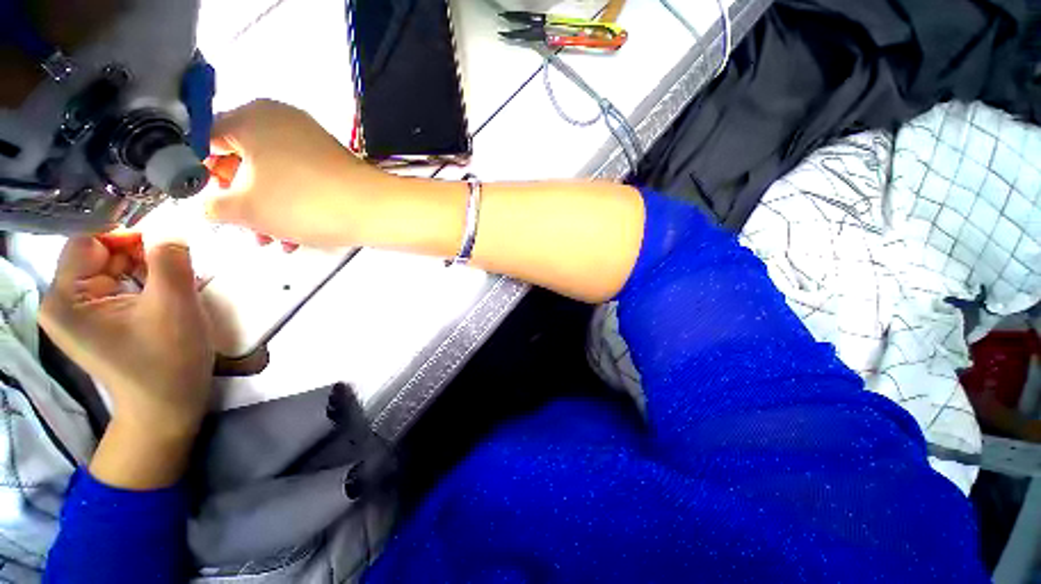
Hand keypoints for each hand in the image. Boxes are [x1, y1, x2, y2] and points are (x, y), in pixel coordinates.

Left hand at [40, 234, 213, 487]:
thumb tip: (173, 227)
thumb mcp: (174, 307)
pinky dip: (144, 280)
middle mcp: (63, 300)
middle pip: (100, 252)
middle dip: (140, 254)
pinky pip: (118, 281)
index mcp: (65, 300)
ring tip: (175, 282)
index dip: (128, 236)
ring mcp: (79, 310)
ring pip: (112, 265)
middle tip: (177, 266)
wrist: (167, 406)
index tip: (168, 245)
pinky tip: (165, 293)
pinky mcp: (97, 317)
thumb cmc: (168, 361)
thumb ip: (169, 260)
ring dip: (146, 267)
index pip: (89, 241)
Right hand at [204, 99, 392, 247]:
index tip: (204, 201)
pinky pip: (298, 180)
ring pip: (271, 175)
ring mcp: (310, 140)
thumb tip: (208, 205)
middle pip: (241, 160)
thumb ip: (212, 206)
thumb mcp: (245, 208)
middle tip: (241, 228)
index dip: (199, 172)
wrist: (376, 210)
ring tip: (270, 241)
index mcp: (252, 117)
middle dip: (238, 201)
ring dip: (265, 211)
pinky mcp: (332, 162)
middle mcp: (281, 120)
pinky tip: (293, 238)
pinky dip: (291, 205)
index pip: (206, 139)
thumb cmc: (304, 203)